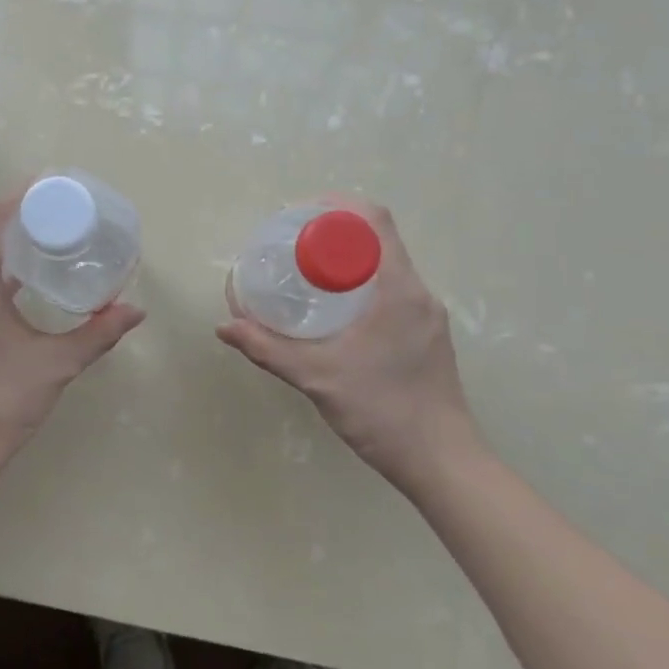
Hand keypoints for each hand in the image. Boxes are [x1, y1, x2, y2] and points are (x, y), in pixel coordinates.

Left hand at [0, 193, 145, 479]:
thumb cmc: (1, 401)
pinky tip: (29, 279)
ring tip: (50, 235)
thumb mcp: (56, 364)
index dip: (19, 196)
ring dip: (8, 241)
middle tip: (60, 208)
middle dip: (18, 213)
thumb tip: (136, 311)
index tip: (51, 183)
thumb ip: (97, 334)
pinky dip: (1, 267)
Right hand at [216, 199, 481, 489]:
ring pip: (385, 267)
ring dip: (347, 261)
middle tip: (291, 245)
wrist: (443, 463)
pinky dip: (361, 285)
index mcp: (399, 289)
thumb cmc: (383, 411)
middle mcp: (419, 293)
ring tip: (306, 275)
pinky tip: (333, 312)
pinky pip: (392, 291)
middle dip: (333, 233)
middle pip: (377, 240)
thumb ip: (268, 349)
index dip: (337, 205)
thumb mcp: (317, 377)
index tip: (299, 214)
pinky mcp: (427, 336)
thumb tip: (224, 326)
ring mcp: (427, 316)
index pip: (375, 221)